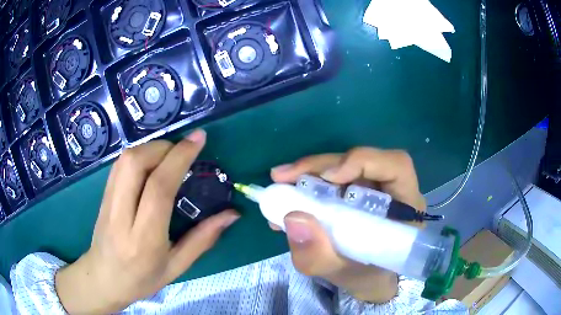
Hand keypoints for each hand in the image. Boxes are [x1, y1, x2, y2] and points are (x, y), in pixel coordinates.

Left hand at [55, 130, 239, 313]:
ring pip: (125, 159)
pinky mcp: (102, 195)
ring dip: (151, 148)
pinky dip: (138, 155)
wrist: (103, 279)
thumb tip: (232, 214)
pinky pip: (119, 165)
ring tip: (169, 156)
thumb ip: (203, 239)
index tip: (198, 139)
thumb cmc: (142, 280)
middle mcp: (121, 216)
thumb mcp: (176, 267)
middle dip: (164, 147)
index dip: (180, 158)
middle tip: (183, 151)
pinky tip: (150, 164)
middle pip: (136, 163)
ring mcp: (108, 202)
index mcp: (144, 239)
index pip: (159, 188)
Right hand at [270, 147, 425, 302]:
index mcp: (406, 207)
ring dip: (309, 173)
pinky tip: (288, 197)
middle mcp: (393, 189)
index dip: (362, 161)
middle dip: (320, 165)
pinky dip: (308, 184)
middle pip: (361, 160)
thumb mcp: (341, 274)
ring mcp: (374, 187)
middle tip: (283, 177)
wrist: (369, 280)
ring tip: (280, 185)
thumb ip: (319, 256)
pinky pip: (333, 179)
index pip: (396, 166)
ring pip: (343, 166)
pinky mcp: (357, 191)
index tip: (327, 178)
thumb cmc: (367, 277)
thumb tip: (293, 218)